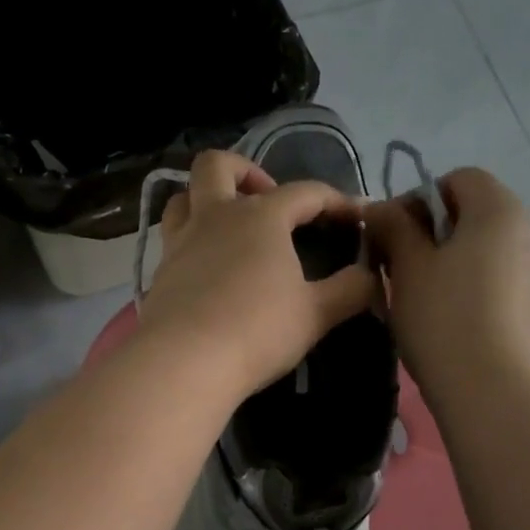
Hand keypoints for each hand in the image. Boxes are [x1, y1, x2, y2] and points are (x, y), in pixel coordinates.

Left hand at [138, 150, 379, 399]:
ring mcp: (180, 243)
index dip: (335, 201)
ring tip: (227, 227)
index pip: (305, 192)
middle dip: (246, 171)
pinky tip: (206, 271)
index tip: (356, 217)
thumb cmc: (257, 331)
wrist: (184, 362)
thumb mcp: (316, 314)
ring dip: (204, 199)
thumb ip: (350, 291)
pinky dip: (190, 243)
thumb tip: (371, 276)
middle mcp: (215, 217)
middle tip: (266, 200)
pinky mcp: (159, 273)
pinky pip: (171, 241)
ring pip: (182, 197)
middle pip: (218, 166)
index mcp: (261, 217)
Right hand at [363, 168, 529, 397]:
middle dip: (431, 232)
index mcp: (498, 209)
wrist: (489, 387)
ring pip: (484, 248)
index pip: (457, 179)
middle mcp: (527, 229)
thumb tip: (378, 208)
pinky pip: (497, 277)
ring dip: (449, 260)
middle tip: (398, 266)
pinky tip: (449, 317)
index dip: (417, 199)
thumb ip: (393, 227)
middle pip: (473, 213)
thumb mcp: (408, 266)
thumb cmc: (442, 317)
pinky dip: (470, 284)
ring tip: (419, 295)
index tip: (389, 235)